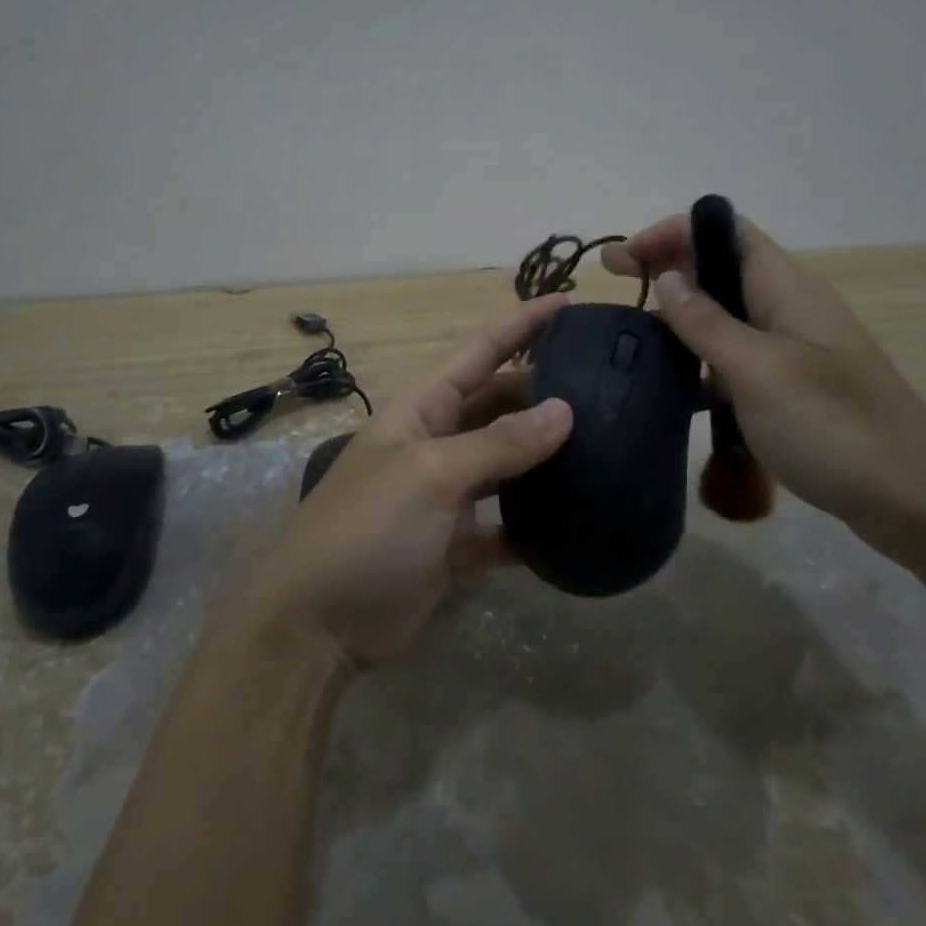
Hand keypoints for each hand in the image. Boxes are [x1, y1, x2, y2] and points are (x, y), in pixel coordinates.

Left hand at [231, 298, 573, 670]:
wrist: (318, 623)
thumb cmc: (368, 527)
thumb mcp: (432, 474)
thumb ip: (499, 443)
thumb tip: (564, 410)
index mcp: (421, 408)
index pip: (480, 351)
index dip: (521, 324)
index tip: (569, 303)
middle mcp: (436, 442)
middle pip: (499, 403)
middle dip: (543, 390)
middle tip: (607, 384)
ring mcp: (446, 495)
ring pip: (507, 464)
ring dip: (545, 457)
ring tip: (606, 444)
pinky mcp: (456, 544)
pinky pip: (506, 526)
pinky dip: (533, 525)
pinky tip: (576, 523)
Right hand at [603, 215, 925, 566]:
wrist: (915, 502)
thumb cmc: (833, 426)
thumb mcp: (758, 370)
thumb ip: (707, 322)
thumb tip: (667, 278)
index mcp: (785, 287)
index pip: (724, 231)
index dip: (672, 232)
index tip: (624, 257)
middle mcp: (787, 307)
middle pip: (719, 267)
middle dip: (665, 266)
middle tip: (612, 283)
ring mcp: (790, 348)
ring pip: (723, 314)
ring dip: (678, 315)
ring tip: (630, 336)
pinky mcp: (790, 387)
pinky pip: (733, 357)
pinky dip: (698, 360)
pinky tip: (669, 387)